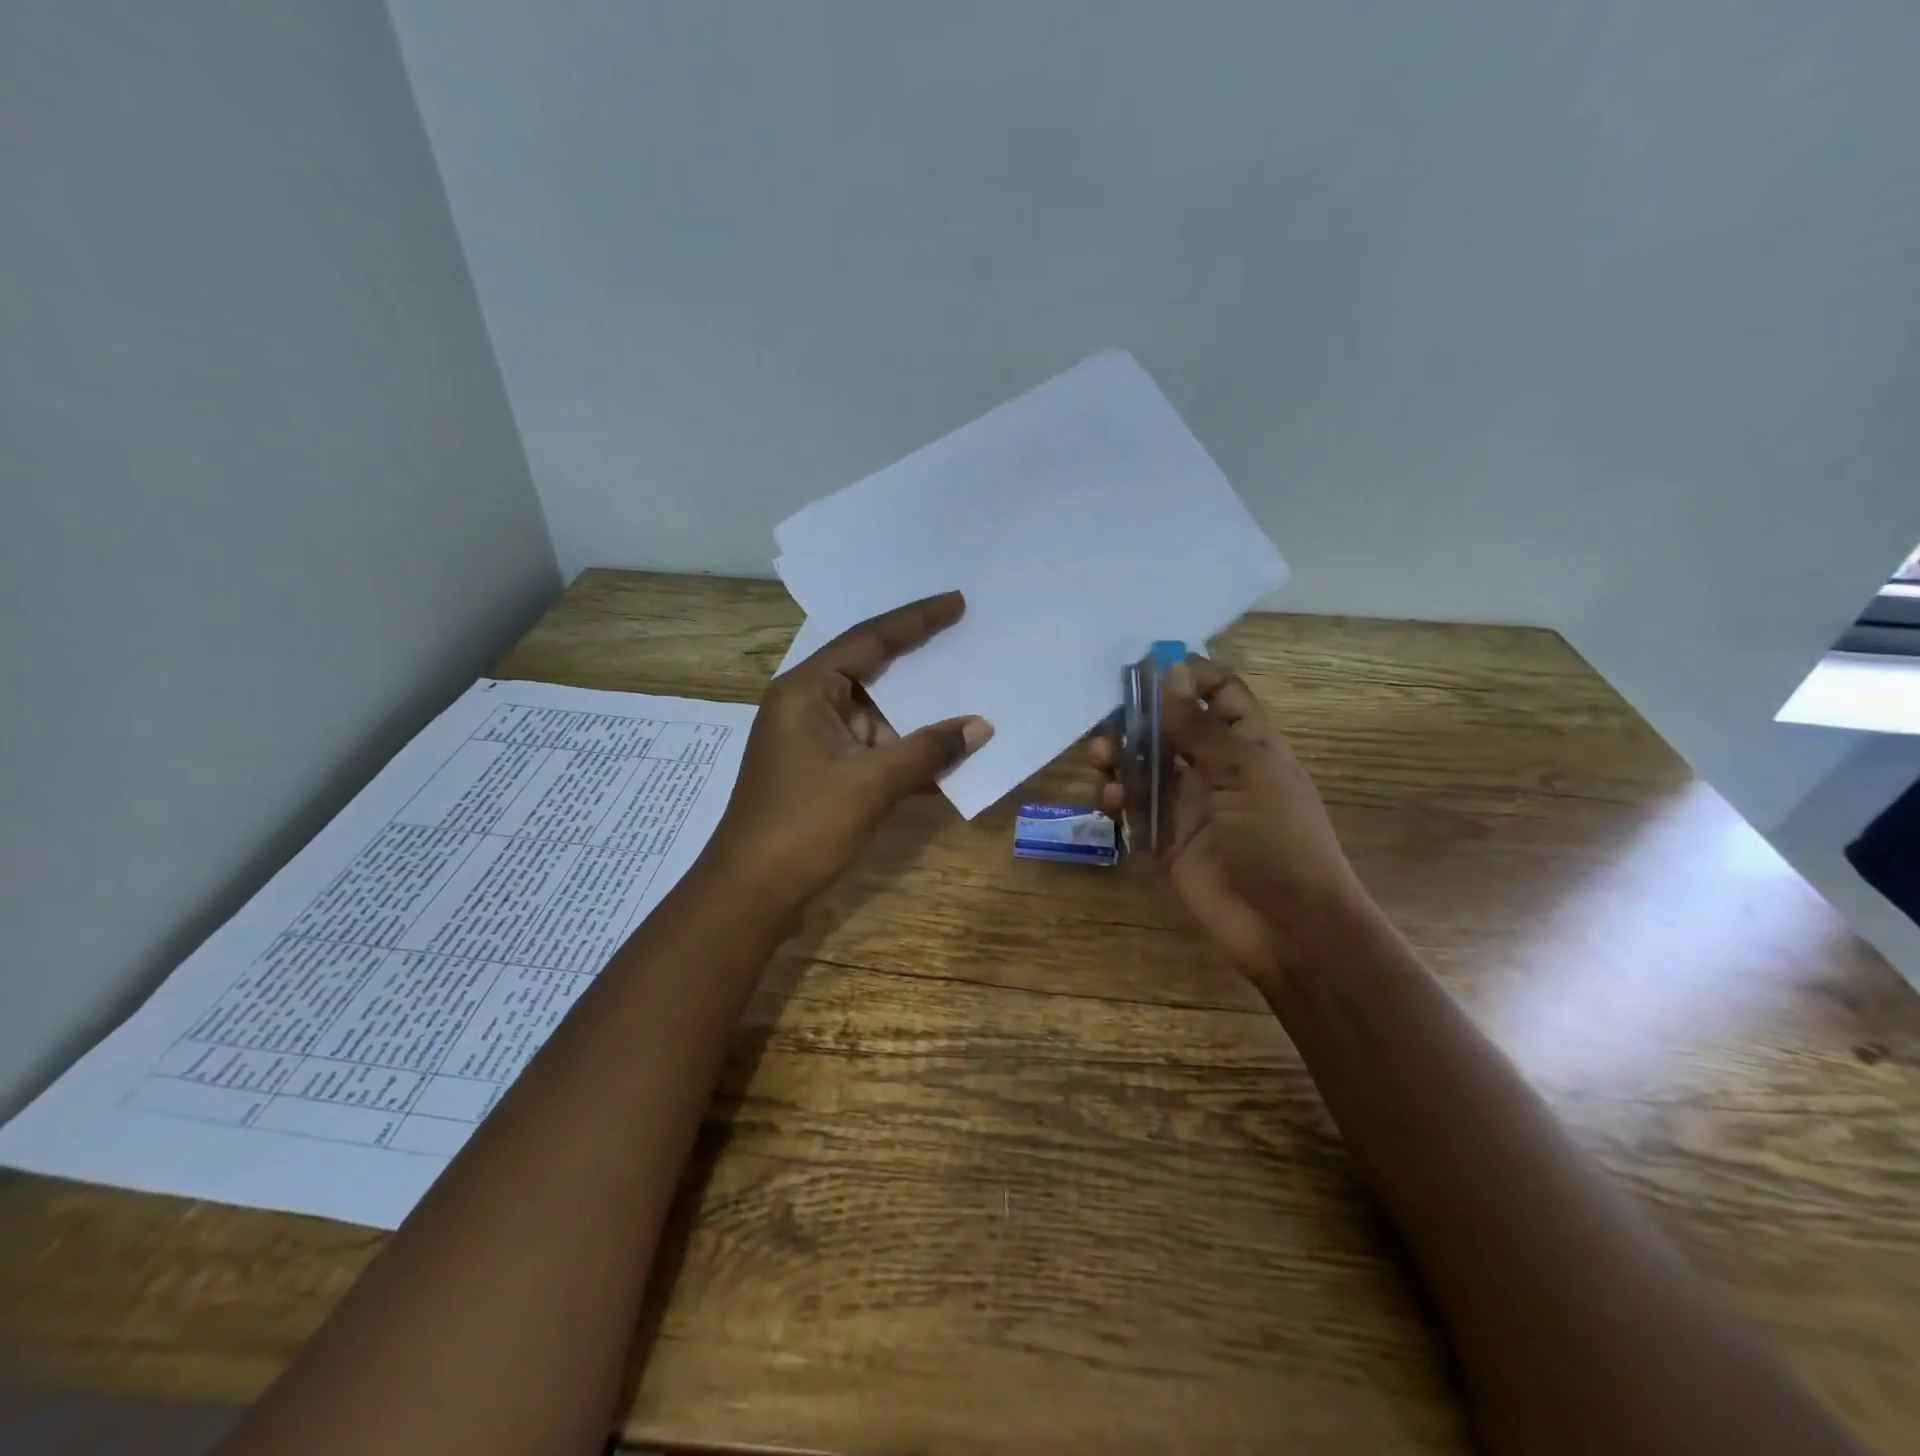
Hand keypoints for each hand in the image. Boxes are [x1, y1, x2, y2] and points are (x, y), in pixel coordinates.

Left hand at [709, 591, 992, 913]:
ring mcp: (818, 740)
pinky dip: (908, 749)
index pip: (868, 640)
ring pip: (879, 714)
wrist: (752, 893)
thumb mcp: (870, 784)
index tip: (956, 602)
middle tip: (967, 634)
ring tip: (972, 687)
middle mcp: (809, 705)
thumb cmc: (803, 826)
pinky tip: (949, 749)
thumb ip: (928, 751)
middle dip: (920, 659)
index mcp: (806, 690)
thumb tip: (981, 726)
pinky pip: (876, 748)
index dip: (916, 620)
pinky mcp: (827, 771)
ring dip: (920, 712)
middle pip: (873, 670)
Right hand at [1091, 656, 1366, 984]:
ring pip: (1144, 767)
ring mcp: (1188, 806)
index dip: (1189, 677)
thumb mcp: (1244, 773)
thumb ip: (1199, 727)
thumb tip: (1170, 674)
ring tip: (1101, 758)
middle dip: (1139, 719)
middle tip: (1111, 719)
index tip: (1149, 667)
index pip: (1220, 695)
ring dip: (1120, 757)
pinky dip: (1117, 799)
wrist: (1288, 926)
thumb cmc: (1279, 838)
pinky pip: (1133, 810)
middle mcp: (1215, 770)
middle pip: (1171, 729)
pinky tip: (1110, 799)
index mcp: (1249, 745)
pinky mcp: (1165, 840)